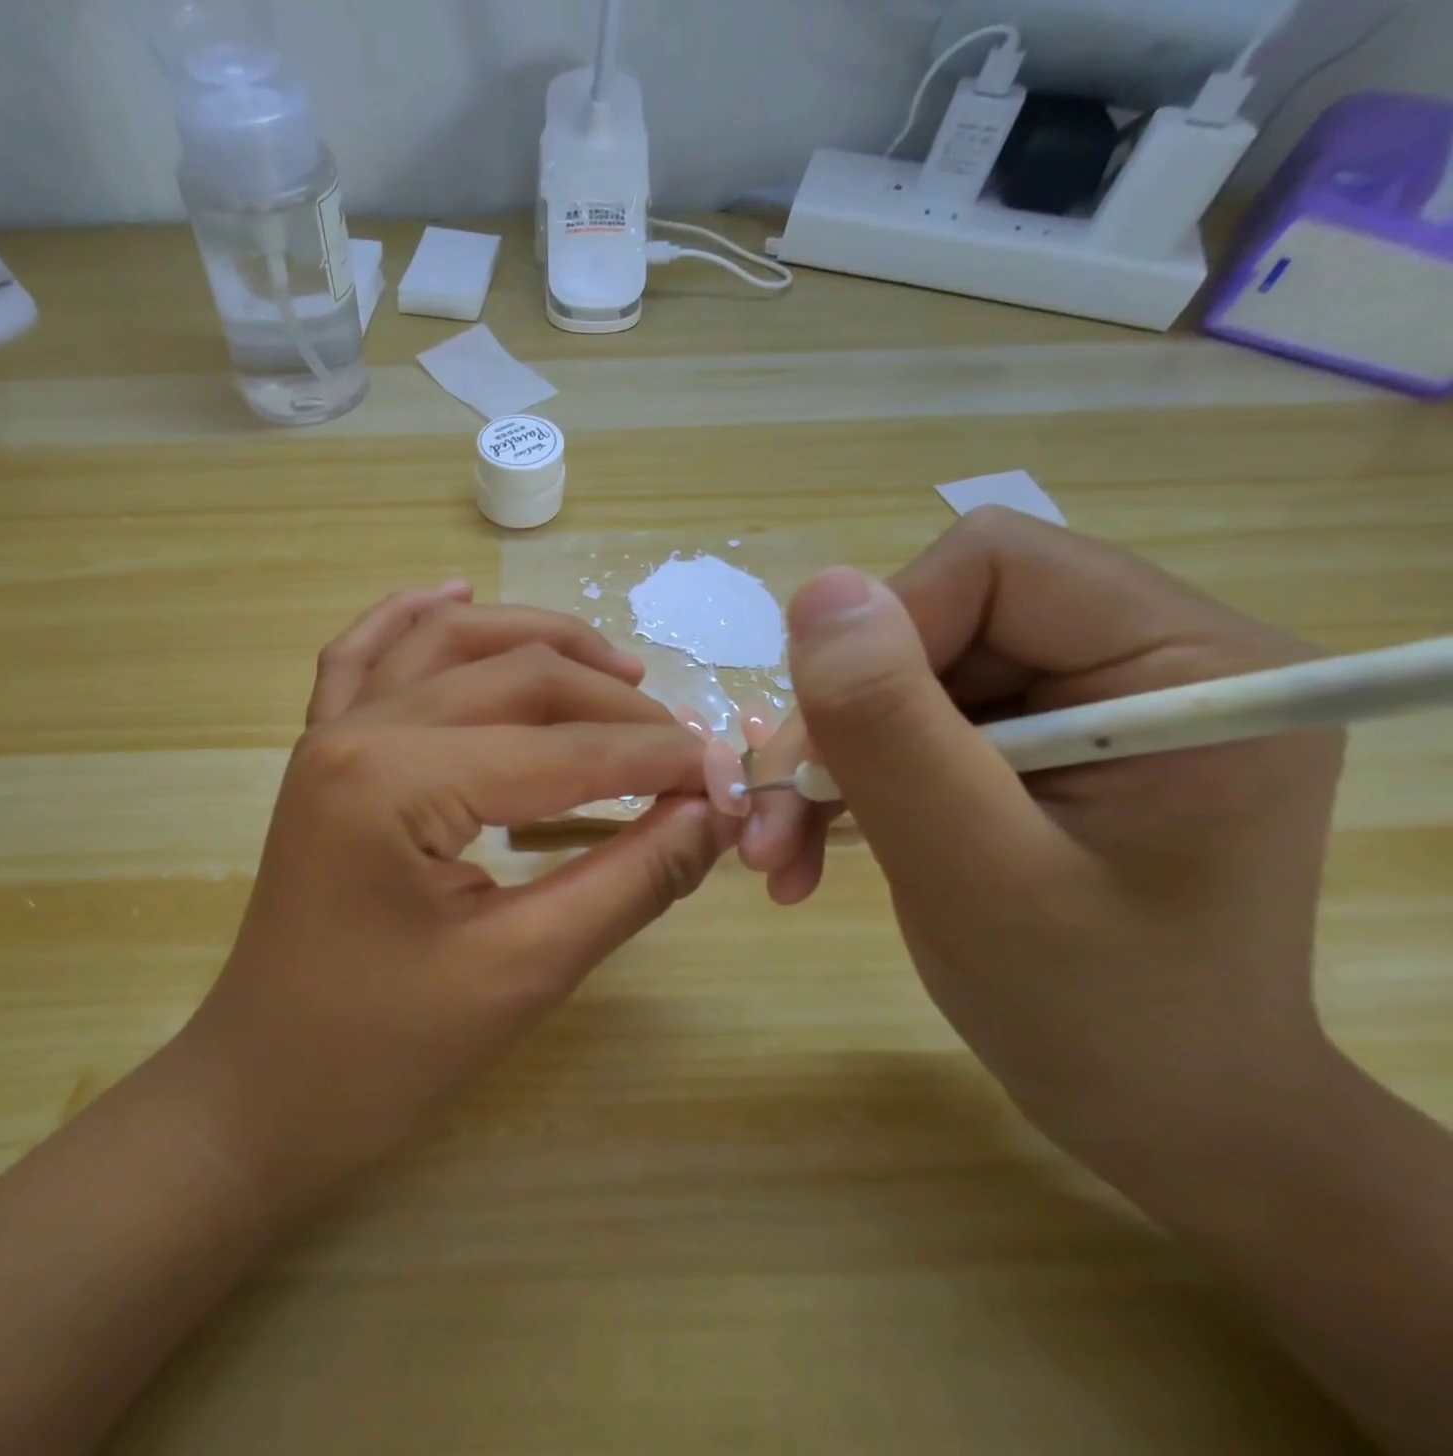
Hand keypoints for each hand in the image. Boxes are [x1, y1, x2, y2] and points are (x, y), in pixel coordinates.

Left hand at [181, 587, 737, 1195]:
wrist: (261, 1093)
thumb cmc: (382, 1055)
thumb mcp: (523, 972)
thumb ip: (629, 881)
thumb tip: (715, 814)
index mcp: (395, 781)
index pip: (563, 749)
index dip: (659, 760)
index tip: (731, 776)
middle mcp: (356, 730)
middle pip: (513, 676)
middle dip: (613, 703)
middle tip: (684, 744)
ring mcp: (328, 734)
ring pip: (447, 643)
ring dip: (535, 640)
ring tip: (616, 667)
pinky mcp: (319, 753)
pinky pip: (363, 658)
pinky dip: (413, 618)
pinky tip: (455, 594)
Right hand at [742, 509, 1344, 1167]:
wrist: (1159, 1117)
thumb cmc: (1098, 1018)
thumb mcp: (975, 875)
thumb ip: (894, 731)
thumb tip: (818, 592)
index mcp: (1188, 666)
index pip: (993, 567)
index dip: (880, 640)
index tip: (824, 752)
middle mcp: (1146, 660)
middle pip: (935, 623)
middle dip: (840, 722)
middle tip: (774, 822)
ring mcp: (1087, 704)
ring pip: (902, 678)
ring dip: (827, 763)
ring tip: (778, 852)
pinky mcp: (1038, 746)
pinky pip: (909, 725)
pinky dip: (848, 783)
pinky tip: (809, 849)